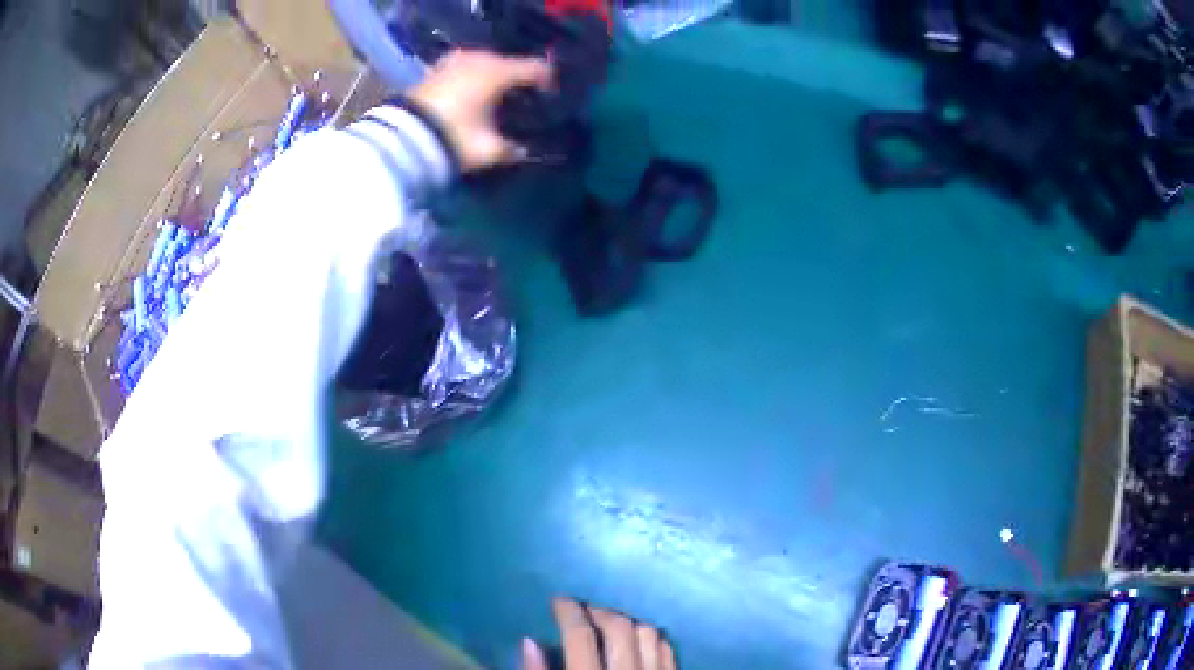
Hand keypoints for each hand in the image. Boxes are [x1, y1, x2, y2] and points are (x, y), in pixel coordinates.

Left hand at [407, 50, 553, 170]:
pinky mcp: (437, 68)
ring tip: (497, 94)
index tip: (552, 95)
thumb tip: (523, 151)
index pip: (535, 68)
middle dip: (519, 77)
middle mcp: (480, 59)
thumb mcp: (487, 149)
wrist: (403, 137)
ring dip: (495, 75)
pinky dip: (473, 75)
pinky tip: (471, 90)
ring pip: (486, 62)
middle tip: (524, 96)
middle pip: (510, 62)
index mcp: (498, 72)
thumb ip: (510, 150)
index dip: (548, 80)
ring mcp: (456, 61)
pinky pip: (465, 66)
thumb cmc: (453, 138)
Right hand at [521, 597, 676, 669]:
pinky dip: (653, 637)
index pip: (580, 635)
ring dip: (629, 621)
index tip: (559, 599)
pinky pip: (669, 649)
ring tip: (611, 619)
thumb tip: (529, 642)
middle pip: (619, 626)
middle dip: (600, 611)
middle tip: (584, 609)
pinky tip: (640, 637)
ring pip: (649, 633)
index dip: (568, 612)